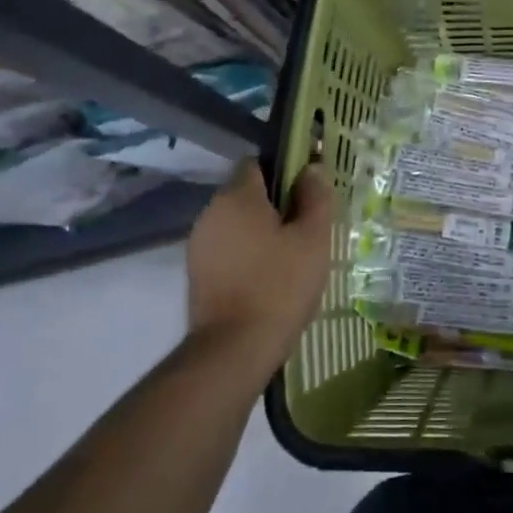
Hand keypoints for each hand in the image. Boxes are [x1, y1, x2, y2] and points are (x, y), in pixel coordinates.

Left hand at [184, 158, 333, 367]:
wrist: (234, 350)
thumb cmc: (279, 285)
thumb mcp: (313, 238)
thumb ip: (315, 197)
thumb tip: (313, 168)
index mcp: (236, 196)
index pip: (258, 162)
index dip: (285, 170)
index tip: (309, 191)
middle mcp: (210, 213)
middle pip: (247, 193)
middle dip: (277, 204)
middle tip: (308, 228)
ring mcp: (199, 245)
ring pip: (238, 223)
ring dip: (262, 231)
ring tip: (292, 256)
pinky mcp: (197, 274)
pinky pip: (229, 249)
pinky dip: (248, 254)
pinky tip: (270, 277)